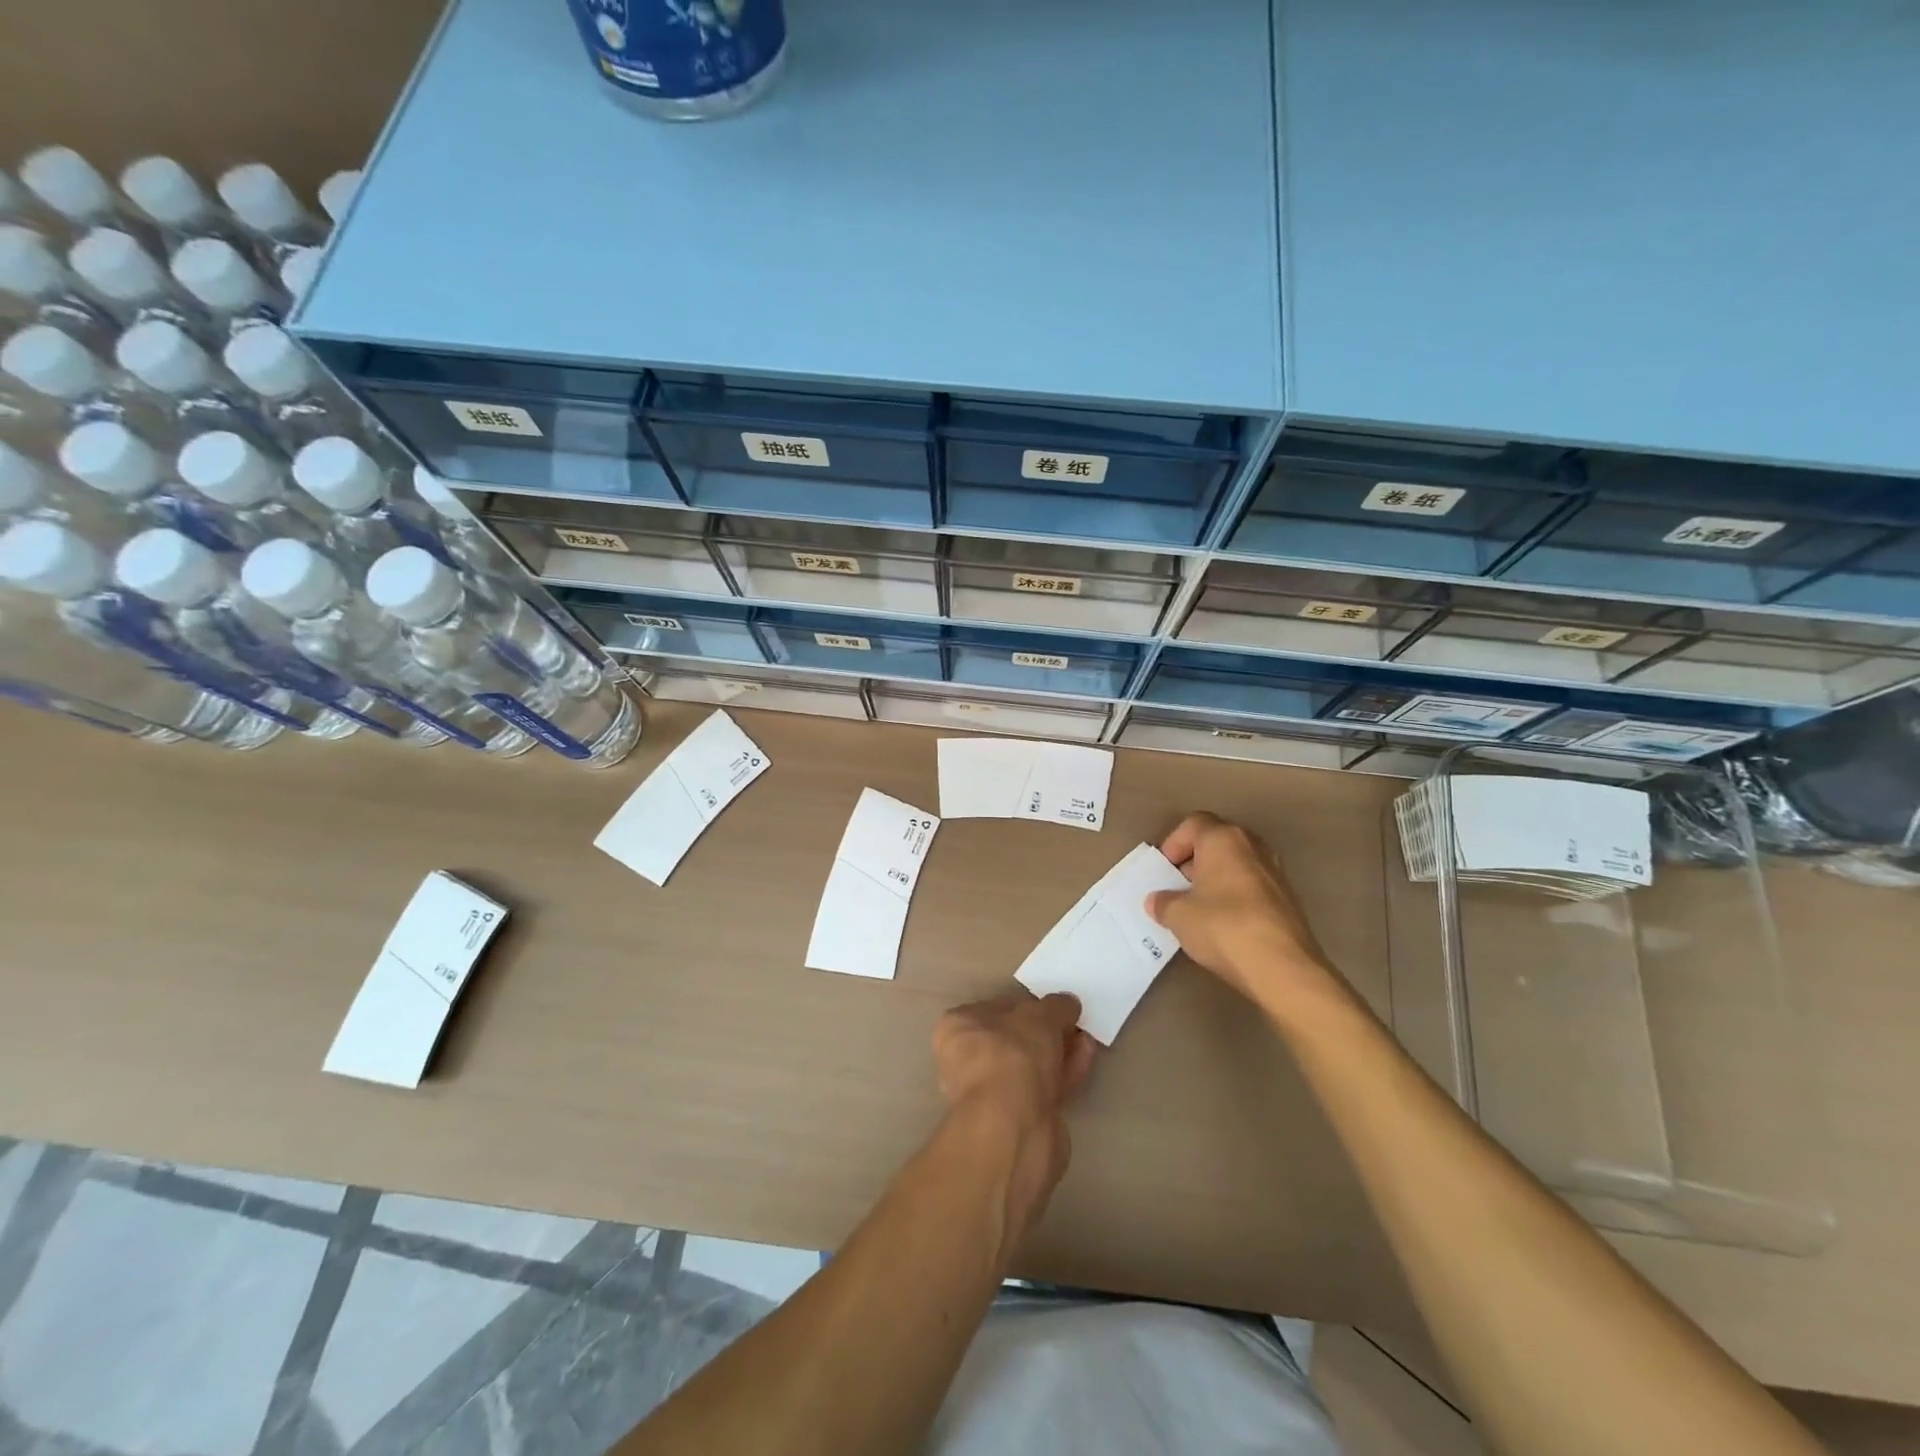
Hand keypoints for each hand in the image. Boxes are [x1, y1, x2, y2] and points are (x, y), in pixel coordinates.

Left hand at [933, 992, 1095, 1236]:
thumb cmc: (1014, 1054)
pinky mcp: (1014, 1119)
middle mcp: (966, 1060)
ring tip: (1087, 1041)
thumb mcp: (1041, 1015)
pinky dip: (1063, 1074)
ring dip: (1060, 1052)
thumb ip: (1056, 1006)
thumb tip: (1068, 1003)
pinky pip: (1041, 1088)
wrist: (1013, 1127)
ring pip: (1031, 1066)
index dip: (1027, 1006)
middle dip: (1048, 1032)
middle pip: (1015, 1039)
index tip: (1054, 1008)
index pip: (994, 1009)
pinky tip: (1085, 1062)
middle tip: (1075, 1025)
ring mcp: (990, 1093)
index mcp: (958, 1027)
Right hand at [1146, 812, 1344, 1013]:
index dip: (1174, 843)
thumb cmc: (1223, 927)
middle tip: (1179, 887)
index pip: (1193, 823)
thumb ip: (1163, 902)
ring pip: (1237, 864)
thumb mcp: (1178, 916)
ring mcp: (1276, 871)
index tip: (1165, 871)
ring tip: (1201, 908)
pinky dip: (1236, 896)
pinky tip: (1226, 924)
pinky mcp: (1289, 899)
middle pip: (1217, 841)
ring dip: (1217, 879)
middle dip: (1195, 861)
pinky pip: (1253, 886)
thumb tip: (1158, 901)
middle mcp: (1253, 846)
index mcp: (1223, 839)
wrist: (1283, 968)